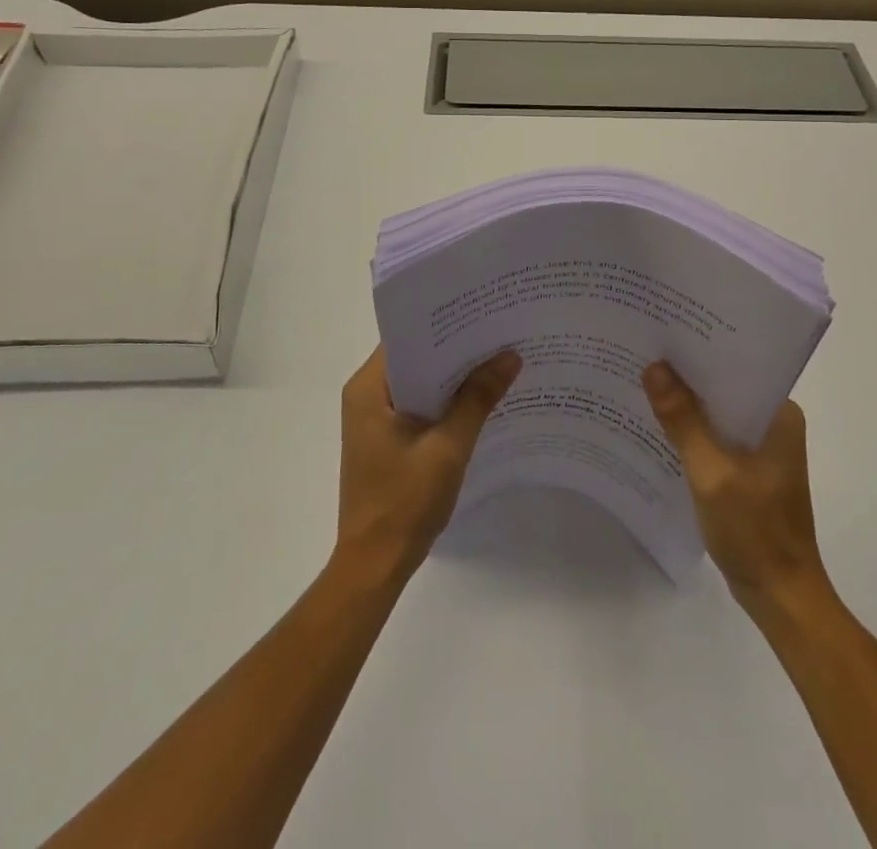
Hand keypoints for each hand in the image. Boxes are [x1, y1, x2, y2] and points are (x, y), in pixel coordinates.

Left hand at [335, 345, 520, 581]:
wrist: (376, 564)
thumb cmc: (404, 502)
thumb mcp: (448, 447)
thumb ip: (478, 398)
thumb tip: (510, 355)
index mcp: (368, 389)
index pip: (407, 338)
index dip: (444, 324)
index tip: (481, 311)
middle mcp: (366, 395)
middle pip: (415, 357)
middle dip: (455, 348)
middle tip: (499, 331)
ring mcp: (375, 418)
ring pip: (420, 381)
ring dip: (453, 376)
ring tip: (497, 357)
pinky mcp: (386, 438)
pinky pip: (419, 404)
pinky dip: (445, 400)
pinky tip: (480, 398)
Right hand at [643, 361, 831, 617]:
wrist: (780, 597)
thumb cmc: (753, 532)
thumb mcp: (711, 473)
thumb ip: (683, 420)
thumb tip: (654, 367)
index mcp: (779, 414)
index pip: (736, 365)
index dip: (699, 349)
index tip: (662, 331)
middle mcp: (774, 422)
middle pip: (723, 386)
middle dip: (686, 374)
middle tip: (643, 351)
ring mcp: (762, 447)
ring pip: (717, 411)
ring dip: (686, 403)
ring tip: (643, 380)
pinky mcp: (748, 468)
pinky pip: (715, 436)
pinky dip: (691, 430)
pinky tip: (658, 425)